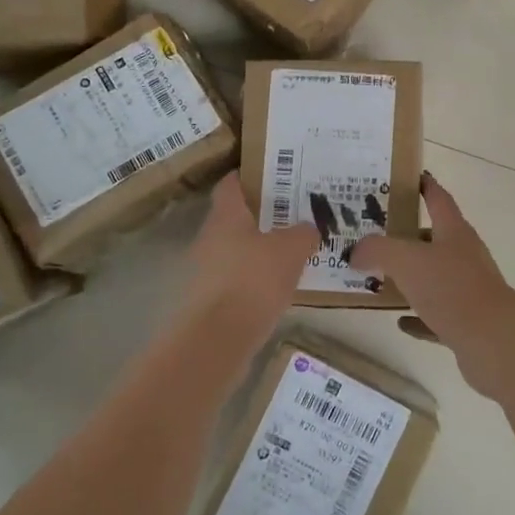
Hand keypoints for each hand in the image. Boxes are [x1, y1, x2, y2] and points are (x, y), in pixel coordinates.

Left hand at [171, 173, 318, 361]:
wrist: (218, 340)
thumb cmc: (254, 281)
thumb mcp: (291, 250)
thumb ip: (303, 233)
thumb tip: (309, 228)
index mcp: (226, 215)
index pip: (232, 183)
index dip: (251, 176)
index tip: (276, 174)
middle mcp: (210, 237)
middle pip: (236, 217)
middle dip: (264, 215)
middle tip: (295, 213)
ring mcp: (206, 270)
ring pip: (237, 249)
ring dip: (261, 248)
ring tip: (294, 250)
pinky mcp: (209, 299)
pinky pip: (237, 278)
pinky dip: (256, 277)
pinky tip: (280, 285)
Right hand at [349, 173, 514, 400]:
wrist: (494, 341)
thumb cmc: (451, 288)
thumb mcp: (405, 260)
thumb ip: (376, 250)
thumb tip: (355, 252)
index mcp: (454, 232)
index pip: (438, 199)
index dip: (425, 186)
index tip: (411, 177)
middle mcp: (465, 256)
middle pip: (436, 239)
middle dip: (409, 236)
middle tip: (376, 236)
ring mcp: (469, 290)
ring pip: (435, 278)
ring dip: (412, 278)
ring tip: (381, 278)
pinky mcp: (468, 323)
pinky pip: (437, 315)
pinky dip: (419, 317)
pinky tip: (400, 321)